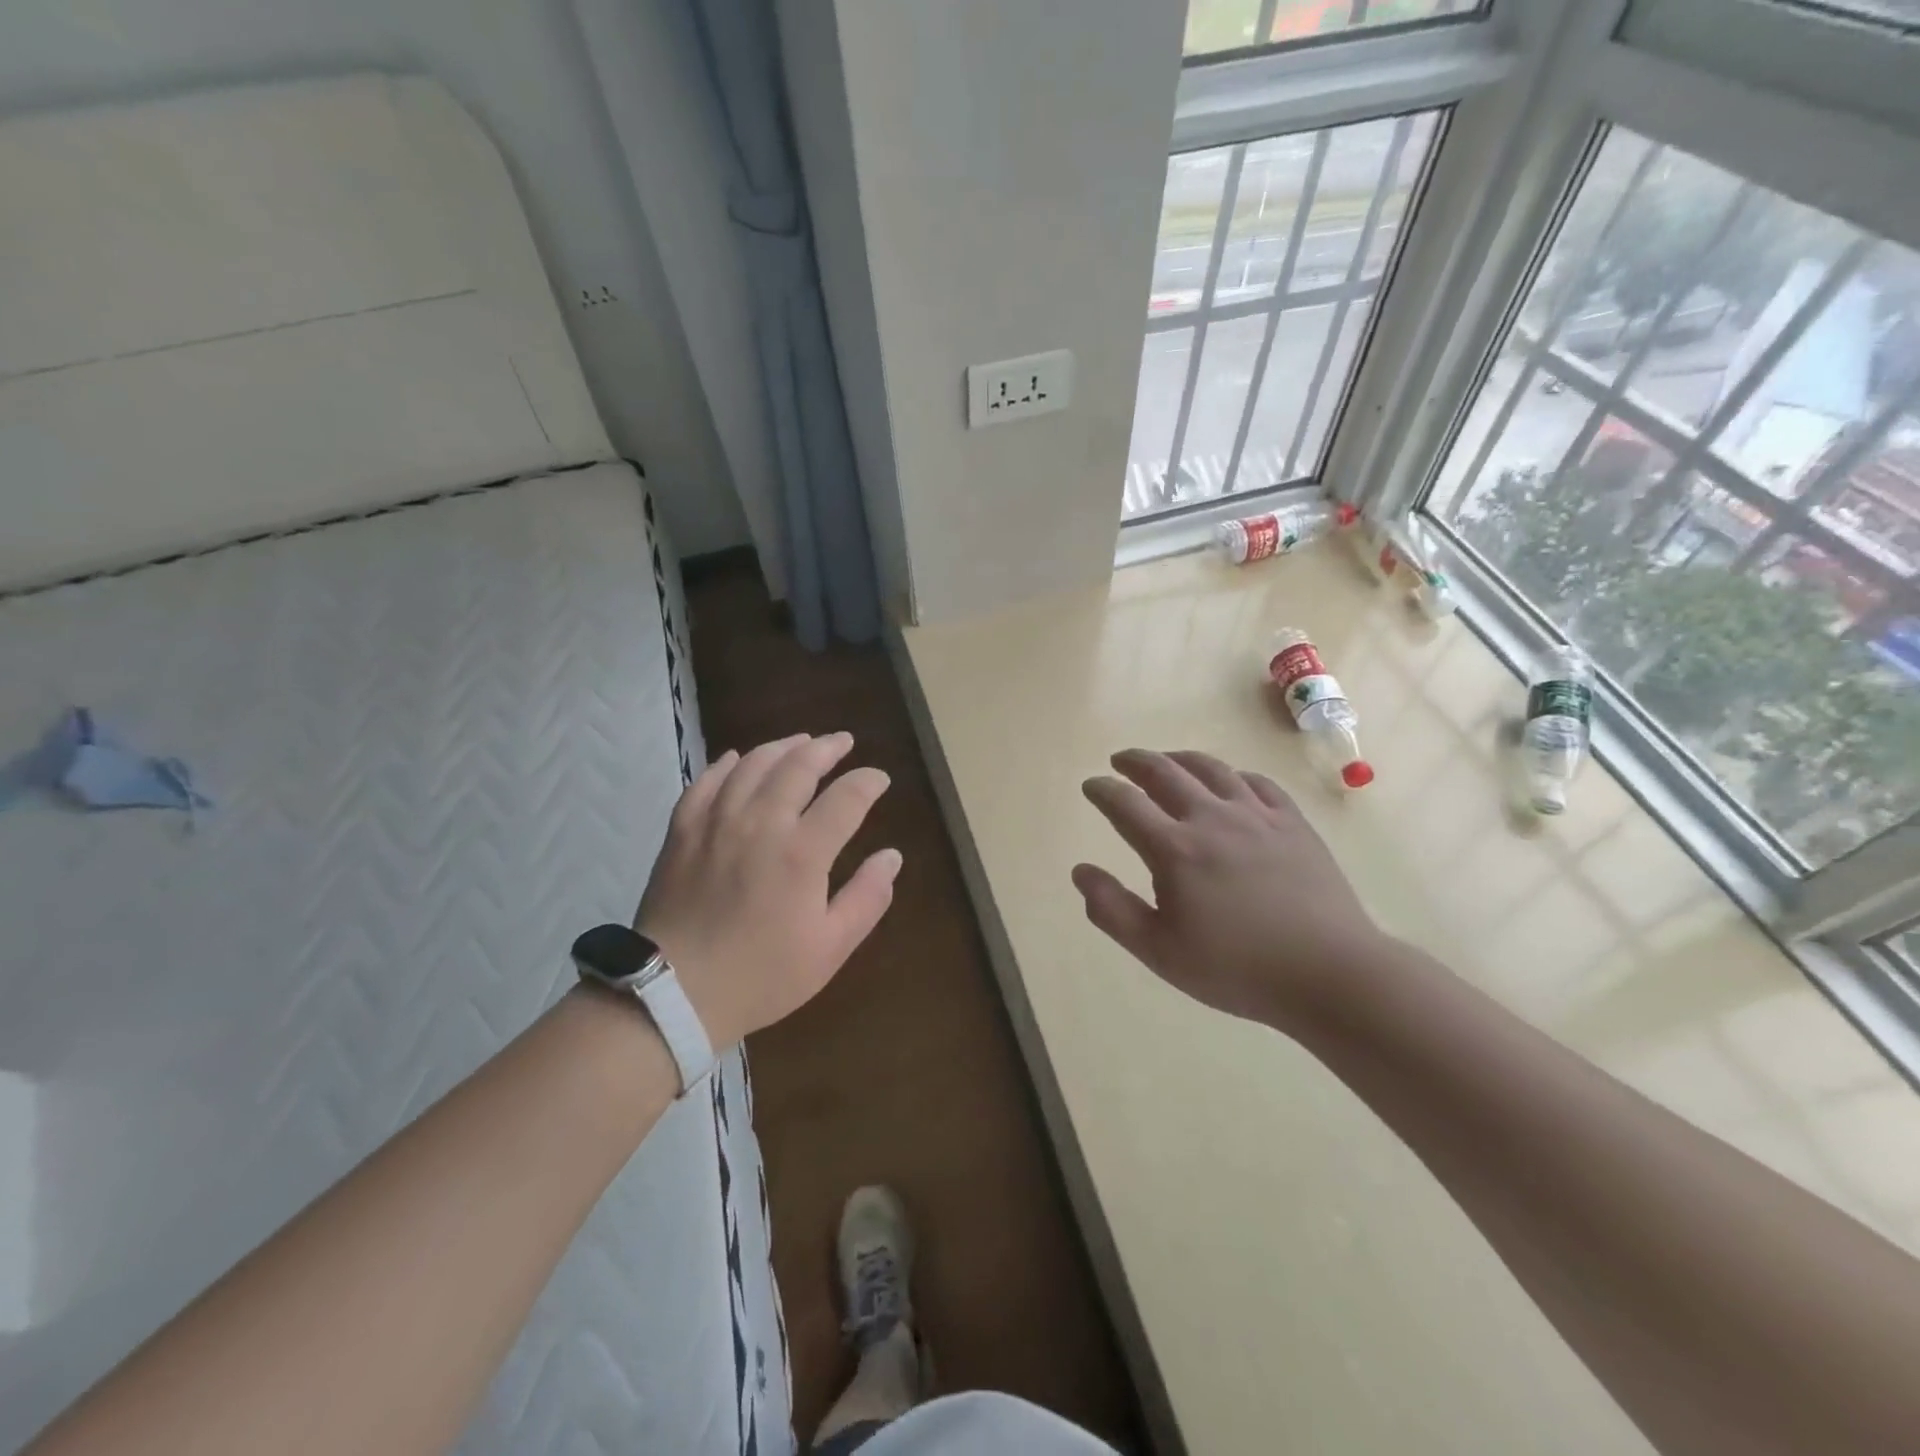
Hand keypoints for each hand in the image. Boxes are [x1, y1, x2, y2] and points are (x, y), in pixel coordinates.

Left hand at [637, 733, 900, 1049]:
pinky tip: (736, 758)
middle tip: (843, 741)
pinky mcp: (683, 830)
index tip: (879, 779)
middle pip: (798, 766)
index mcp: (802, 852)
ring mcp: (717, 822)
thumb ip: (867, 898)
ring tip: (800, 742)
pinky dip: (726, 764)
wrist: (673, 993)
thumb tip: (892, 856)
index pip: (846, 798)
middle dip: (827, 748)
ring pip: (752, 764)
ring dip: (782, 747)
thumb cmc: (761, 976)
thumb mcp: (829, 948)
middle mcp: (761, 823)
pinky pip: (706, 782)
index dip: (868, 782)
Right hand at [1072, 749, 1389, 1030]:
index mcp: (1174, 849)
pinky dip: (1233, 774)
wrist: (1330, 973)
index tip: (1091, 786)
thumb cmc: (1236, 969)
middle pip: (1165, 772)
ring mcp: (1257, 815)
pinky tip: (1230, 781)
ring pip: (1211, 769)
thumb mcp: (1159, 952)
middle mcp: (1212, 818)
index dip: (1102, 790)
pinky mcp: (1293, 823)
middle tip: (1120, 761)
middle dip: (1136, 762)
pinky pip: (1257, 782)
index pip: (1125, 804)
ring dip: (1180, 759)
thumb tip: (1080, 871)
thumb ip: (1112, 910)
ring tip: (1166, 760)